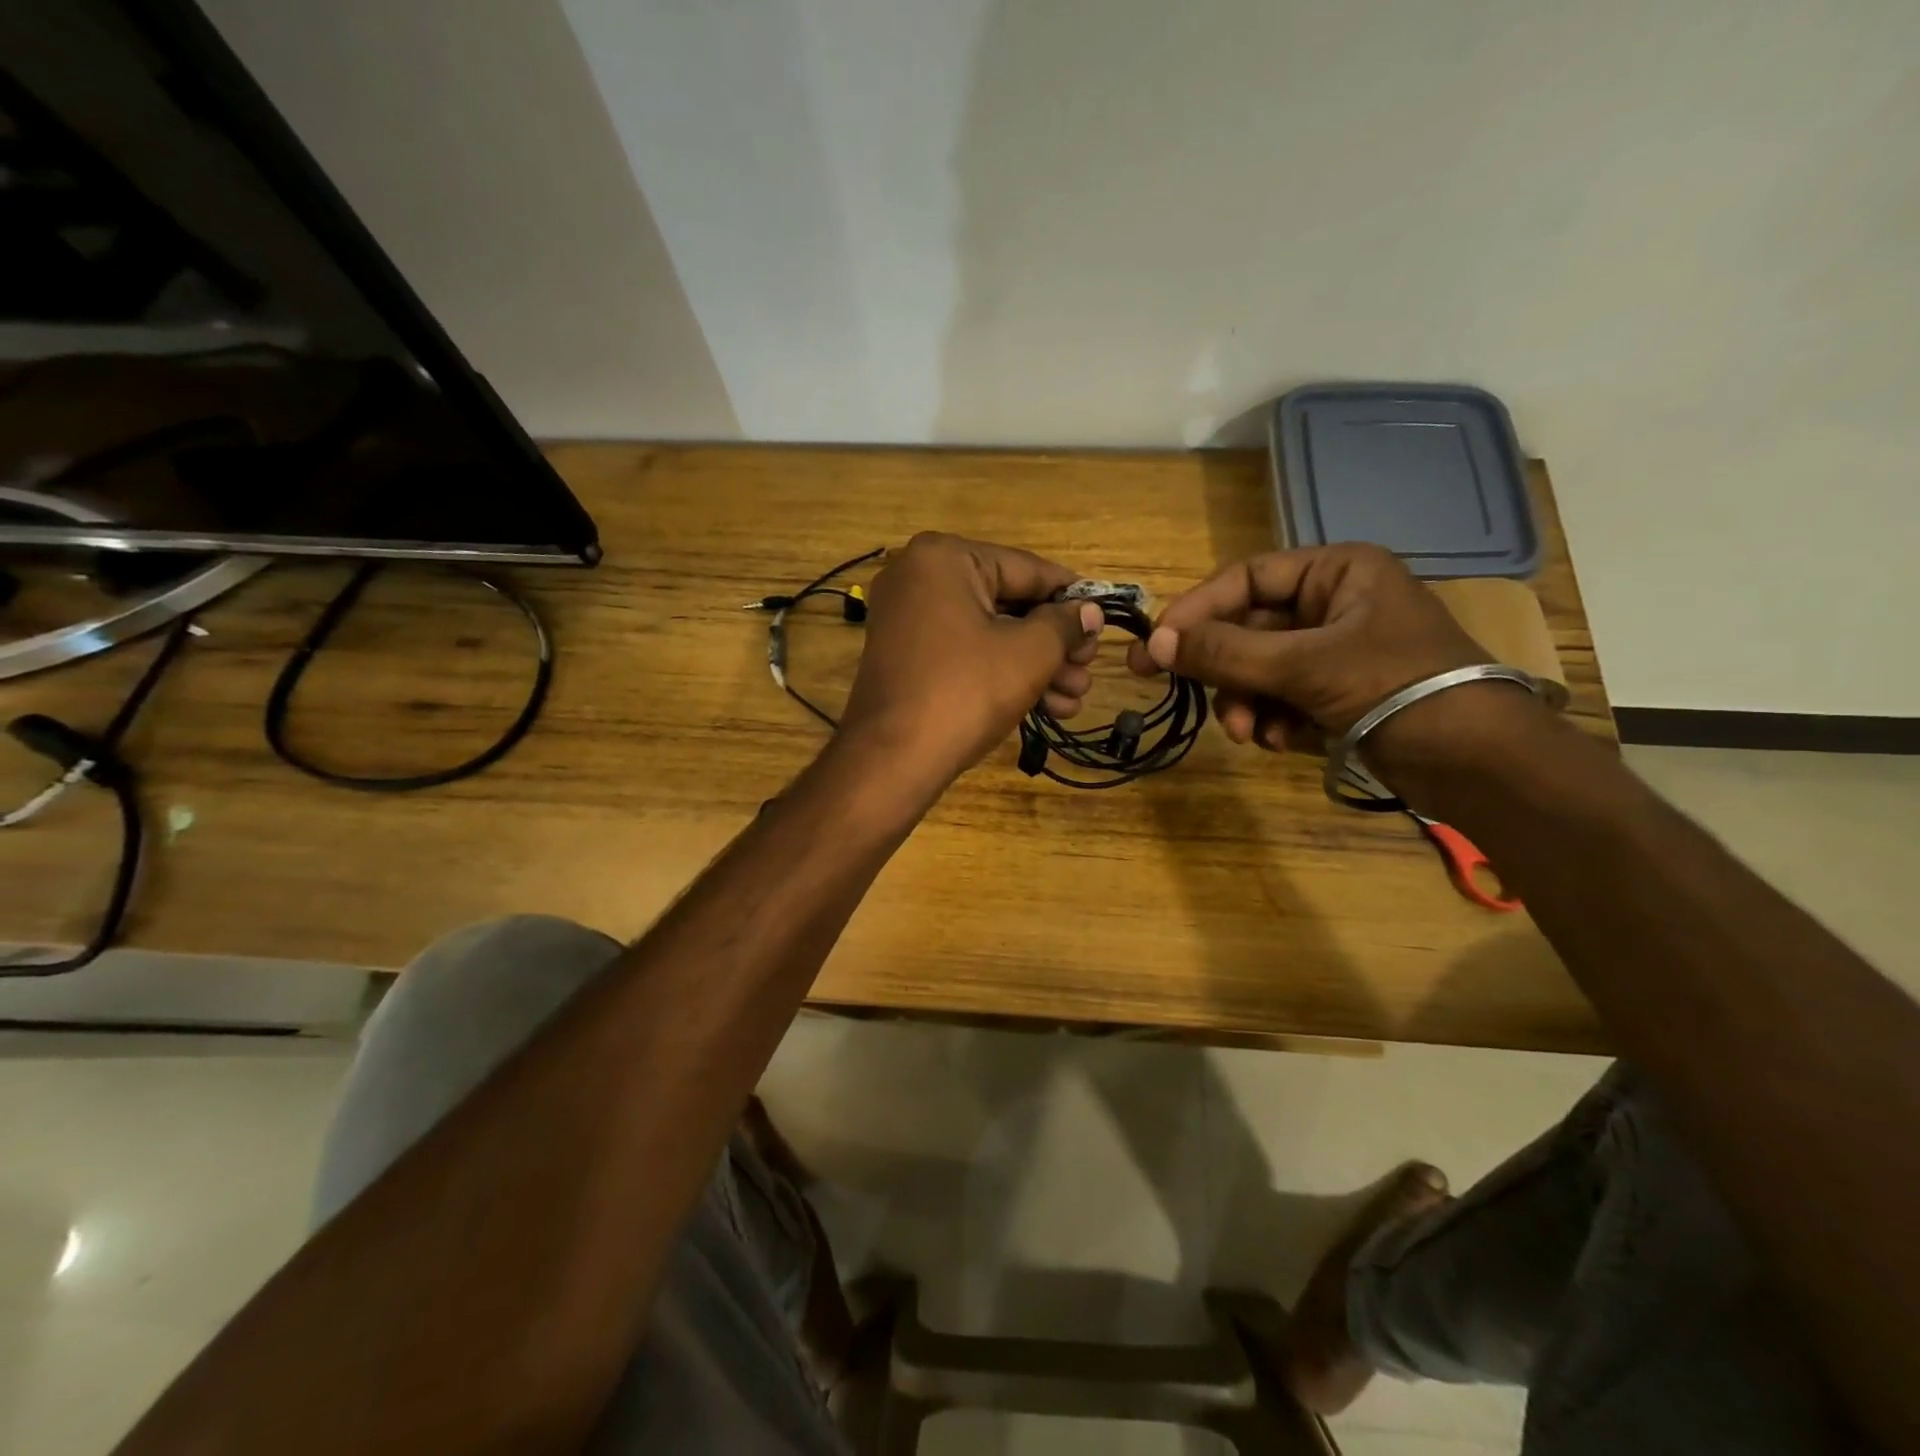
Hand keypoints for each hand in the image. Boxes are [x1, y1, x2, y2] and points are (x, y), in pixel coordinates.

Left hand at [841, 533, 1102, 787]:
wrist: (893, 759)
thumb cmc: (966, 691)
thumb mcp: (1030, 653)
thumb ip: (1065, 623)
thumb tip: (1090, 611)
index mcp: (944, 558)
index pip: (1027, 568)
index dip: (1071, 597)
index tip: (1103, 619)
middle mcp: (919, 577)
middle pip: (1008, 602)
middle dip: (1055, 642)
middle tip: (1088, 669)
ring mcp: (908, 619)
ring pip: (989, 633)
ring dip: (1036, 665)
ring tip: (1075, 698)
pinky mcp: (907, 657)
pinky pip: (965, 652)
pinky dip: (1002, 673)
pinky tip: (1047, 707)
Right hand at [1126, 544, 1493, 752]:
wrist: (1478, 763)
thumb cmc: (1397, 688)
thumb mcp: (1305, 665)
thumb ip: (1226, 652)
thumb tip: (1154, 644)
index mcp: (1337, 572)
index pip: (1245, 578)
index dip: (1196, 610)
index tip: (1155, 645)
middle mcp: (1332, 603)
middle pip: (1247, 627)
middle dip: (1222, 669)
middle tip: (1168, 687)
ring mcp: (1333, 650)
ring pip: (1258, 667)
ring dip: (1243, 700)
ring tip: (1248, 733)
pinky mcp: (1335, 692)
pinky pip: (1279, 695)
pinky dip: (1269, 718)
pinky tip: (1278, 741)